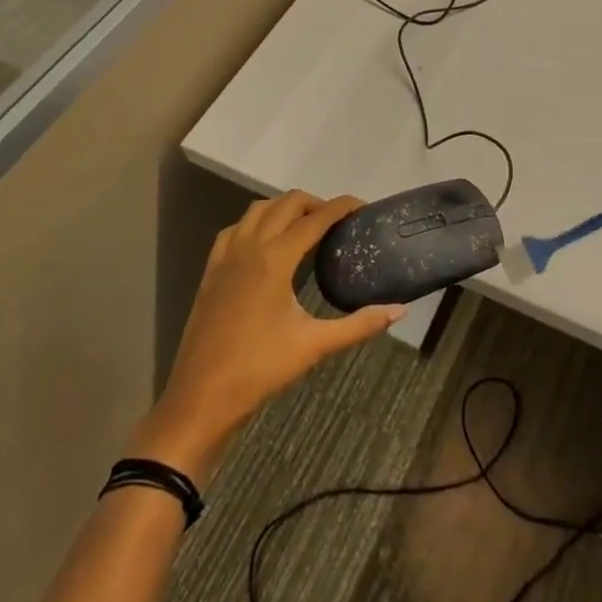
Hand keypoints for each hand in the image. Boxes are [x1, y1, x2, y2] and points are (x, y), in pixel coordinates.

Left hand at [130, 192, 403, 480]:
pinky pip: (236, 228)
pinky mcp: (211, 270)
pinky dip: (256, 222)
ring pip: (258, 209)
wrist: (201, 398)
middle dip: (316, 203)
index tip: (363, 206)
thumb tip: (400, 310)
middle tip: (338, 221)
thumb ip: (359, 325)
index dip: (341, 207)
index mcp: (275, 259)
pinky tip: (266, 242)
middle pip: (287, 203)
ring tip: (306, 226)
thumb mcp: (314, 346)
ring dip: (285, 208)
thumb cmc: (259, 370)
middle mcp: (250, 246)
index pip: (315, 219)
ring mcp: (226, 256)